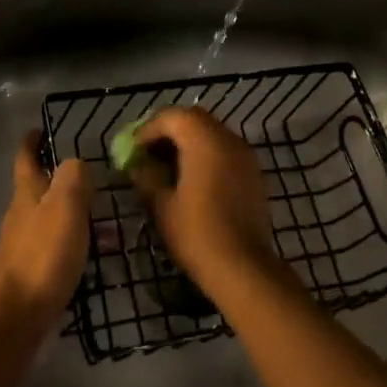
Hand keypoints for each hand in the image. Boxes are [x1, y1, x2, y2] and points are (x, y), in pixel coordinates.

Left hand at [0, 133, 89, 329]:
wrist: (19, 314)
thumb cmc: (45, 253)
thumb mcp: (67, 205)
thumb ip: (73, 177)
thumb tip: (74, 164)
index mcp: (27, 192)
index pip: (26, 158)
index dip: (31, 142)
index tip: (39, 130)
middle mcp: (19, 214)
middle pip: (34, 188)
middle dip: (54, 179)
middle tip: (86, 179)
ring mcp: (19, 244)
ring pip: (42, 218)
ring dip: (63, 212)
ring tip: (93, 217)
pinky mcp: (26, 272)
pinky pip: (48, 246)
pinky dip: (64, 242)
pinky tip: (82, 253)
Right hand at [133, 107, 287, 298]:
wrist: (244, 269)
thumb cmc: (197, 234)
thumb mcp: (162, 206)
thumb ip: (147, 178)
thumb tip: (139, 166)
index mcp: (204, 140)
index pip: (172, 117)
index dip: (148, 130)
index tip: (133, 151)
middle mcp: (228, 138)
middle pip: (193, 119)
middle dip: (168, 132)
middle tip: (149, 154)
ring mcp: (245, 155)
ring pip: (211, 133)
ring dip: (188, 142)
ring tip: (167, 169)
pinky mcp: (253, 173)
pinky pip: (224, 150)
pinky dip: (206, 155)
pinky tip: (192, 181)